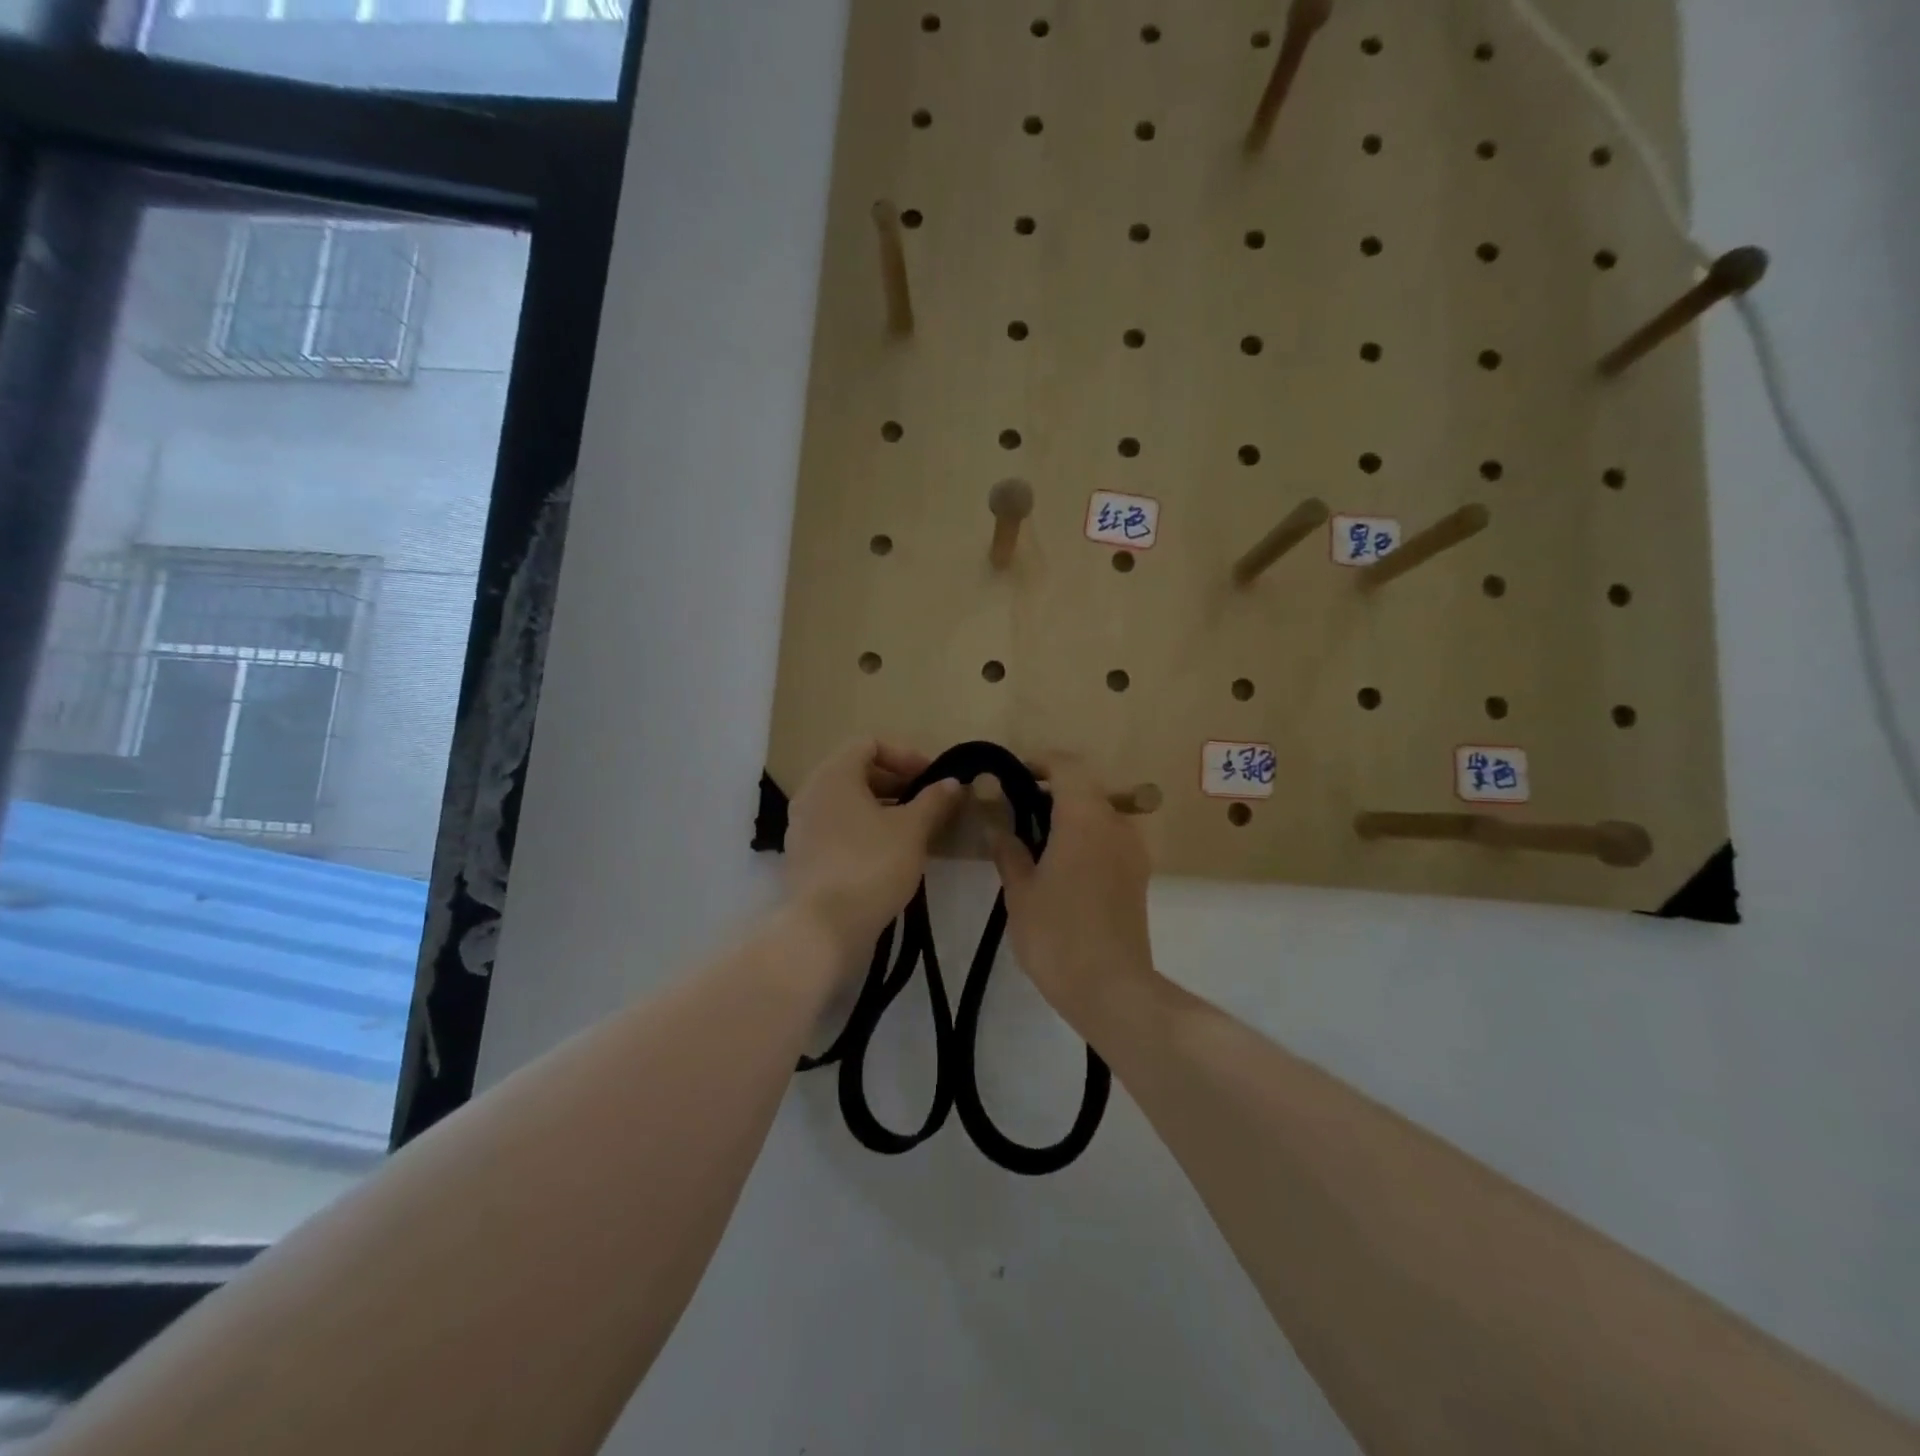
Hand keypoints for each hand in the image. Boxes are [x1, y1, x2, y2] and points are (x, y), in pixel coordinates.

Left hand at [785, 740, 963, 972]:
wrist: (824, 928)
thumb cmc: (872, 865)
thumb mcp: (913, 829)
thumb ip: (934, 800)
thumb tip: (952, 782)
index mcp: (833, 774)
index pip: (869, 744)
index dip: (905, 755)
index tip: (932, 779)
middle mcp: (811, 793)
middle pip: (857, 772)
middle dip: (896, 783)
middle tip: (928, 804)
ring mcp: (802, 827)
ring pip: (848, 804)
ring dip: (882, 809)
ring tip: (915, 831)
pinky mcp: (804, 857)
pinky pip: (838, 829)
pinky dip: (864, 831)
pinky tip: (890, 856)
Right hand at [989, 755, 1157, 1036]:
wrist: (1112, 990)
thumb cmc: (1057, 935)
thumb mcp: (1020, 890)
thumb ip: (1007, 847)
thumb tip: (993, 818)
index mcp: (1085, 817)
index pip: (1066, 766)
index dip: (1037, 762)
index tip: (1009, 776)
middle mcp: (1116, 824)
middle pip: (1084, 787)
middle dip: (1049, 790)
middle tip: (1012, 810)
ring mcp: (1132, 850)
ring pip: (1099, 813)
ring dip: (1068, 814)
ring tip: (1032, 840)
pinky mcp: (1137, 875)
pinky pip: (1109, 838)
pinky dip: (1084, 836)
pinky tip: (1058, 865)